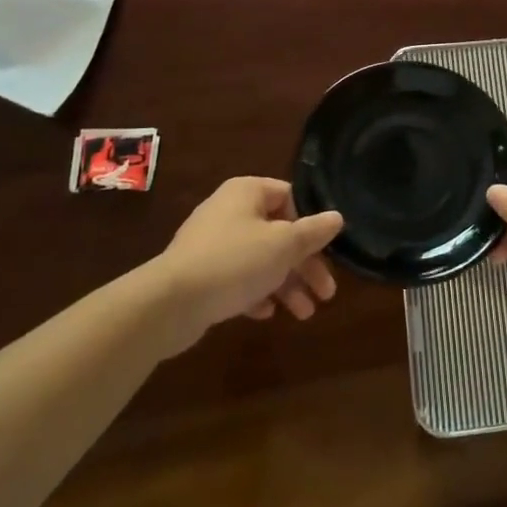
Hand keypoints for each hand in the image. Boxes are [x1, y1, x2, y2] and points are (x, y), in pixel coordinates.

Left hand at [153, 178, 344, 353]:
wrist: (169, 303)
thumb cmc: (235, 261)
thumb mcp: (283, 245)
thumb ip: (313, 232)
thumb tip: (337, 217)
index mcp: (247, 192)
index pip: (290, 197)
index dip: (311, 223)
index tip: (327, 251)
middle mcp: (229, 210)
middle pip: (278, 233)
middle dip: (304, 265)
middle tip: (326, 293)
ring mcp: (211, 243)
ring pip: (260, 259)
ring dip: (285, 284)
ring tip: (304, 313)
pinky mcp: (200, 273)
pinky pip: (237, 278)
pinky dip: (255, 293)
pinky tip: (266, 313)